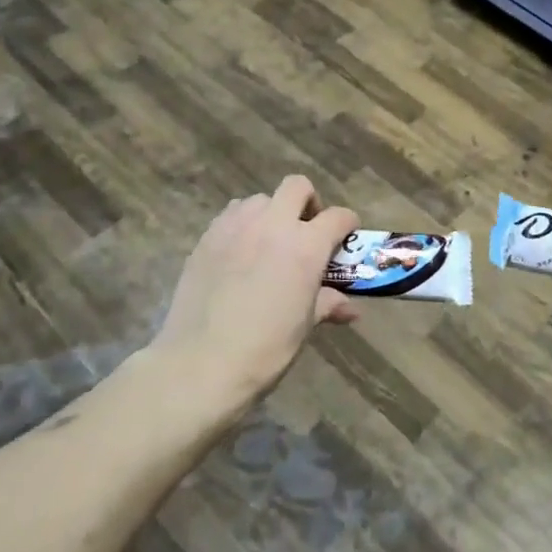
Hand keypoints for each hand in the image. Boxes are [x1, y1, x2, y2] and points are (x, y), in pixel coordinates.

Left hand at [152, 176, 357, 407]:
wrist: (200, 364)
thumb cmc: (265, 348)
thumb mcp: (304, 326)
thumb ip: (327, 304)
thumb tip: (350, 309)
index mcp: (306, 245)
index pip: (338, 216)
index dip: (347, 225)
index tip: (345, 239)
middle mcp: (273, 225)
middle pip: (297, 186)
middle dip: (307, 203)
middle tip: (305, 232)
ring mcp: (236, 227)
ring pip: (260, 199)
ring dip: (271, 214)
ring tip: (268, 243)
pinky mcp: (207, 237)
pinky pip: (231, 216)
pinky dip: (242, 225)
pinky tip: (239, 254)